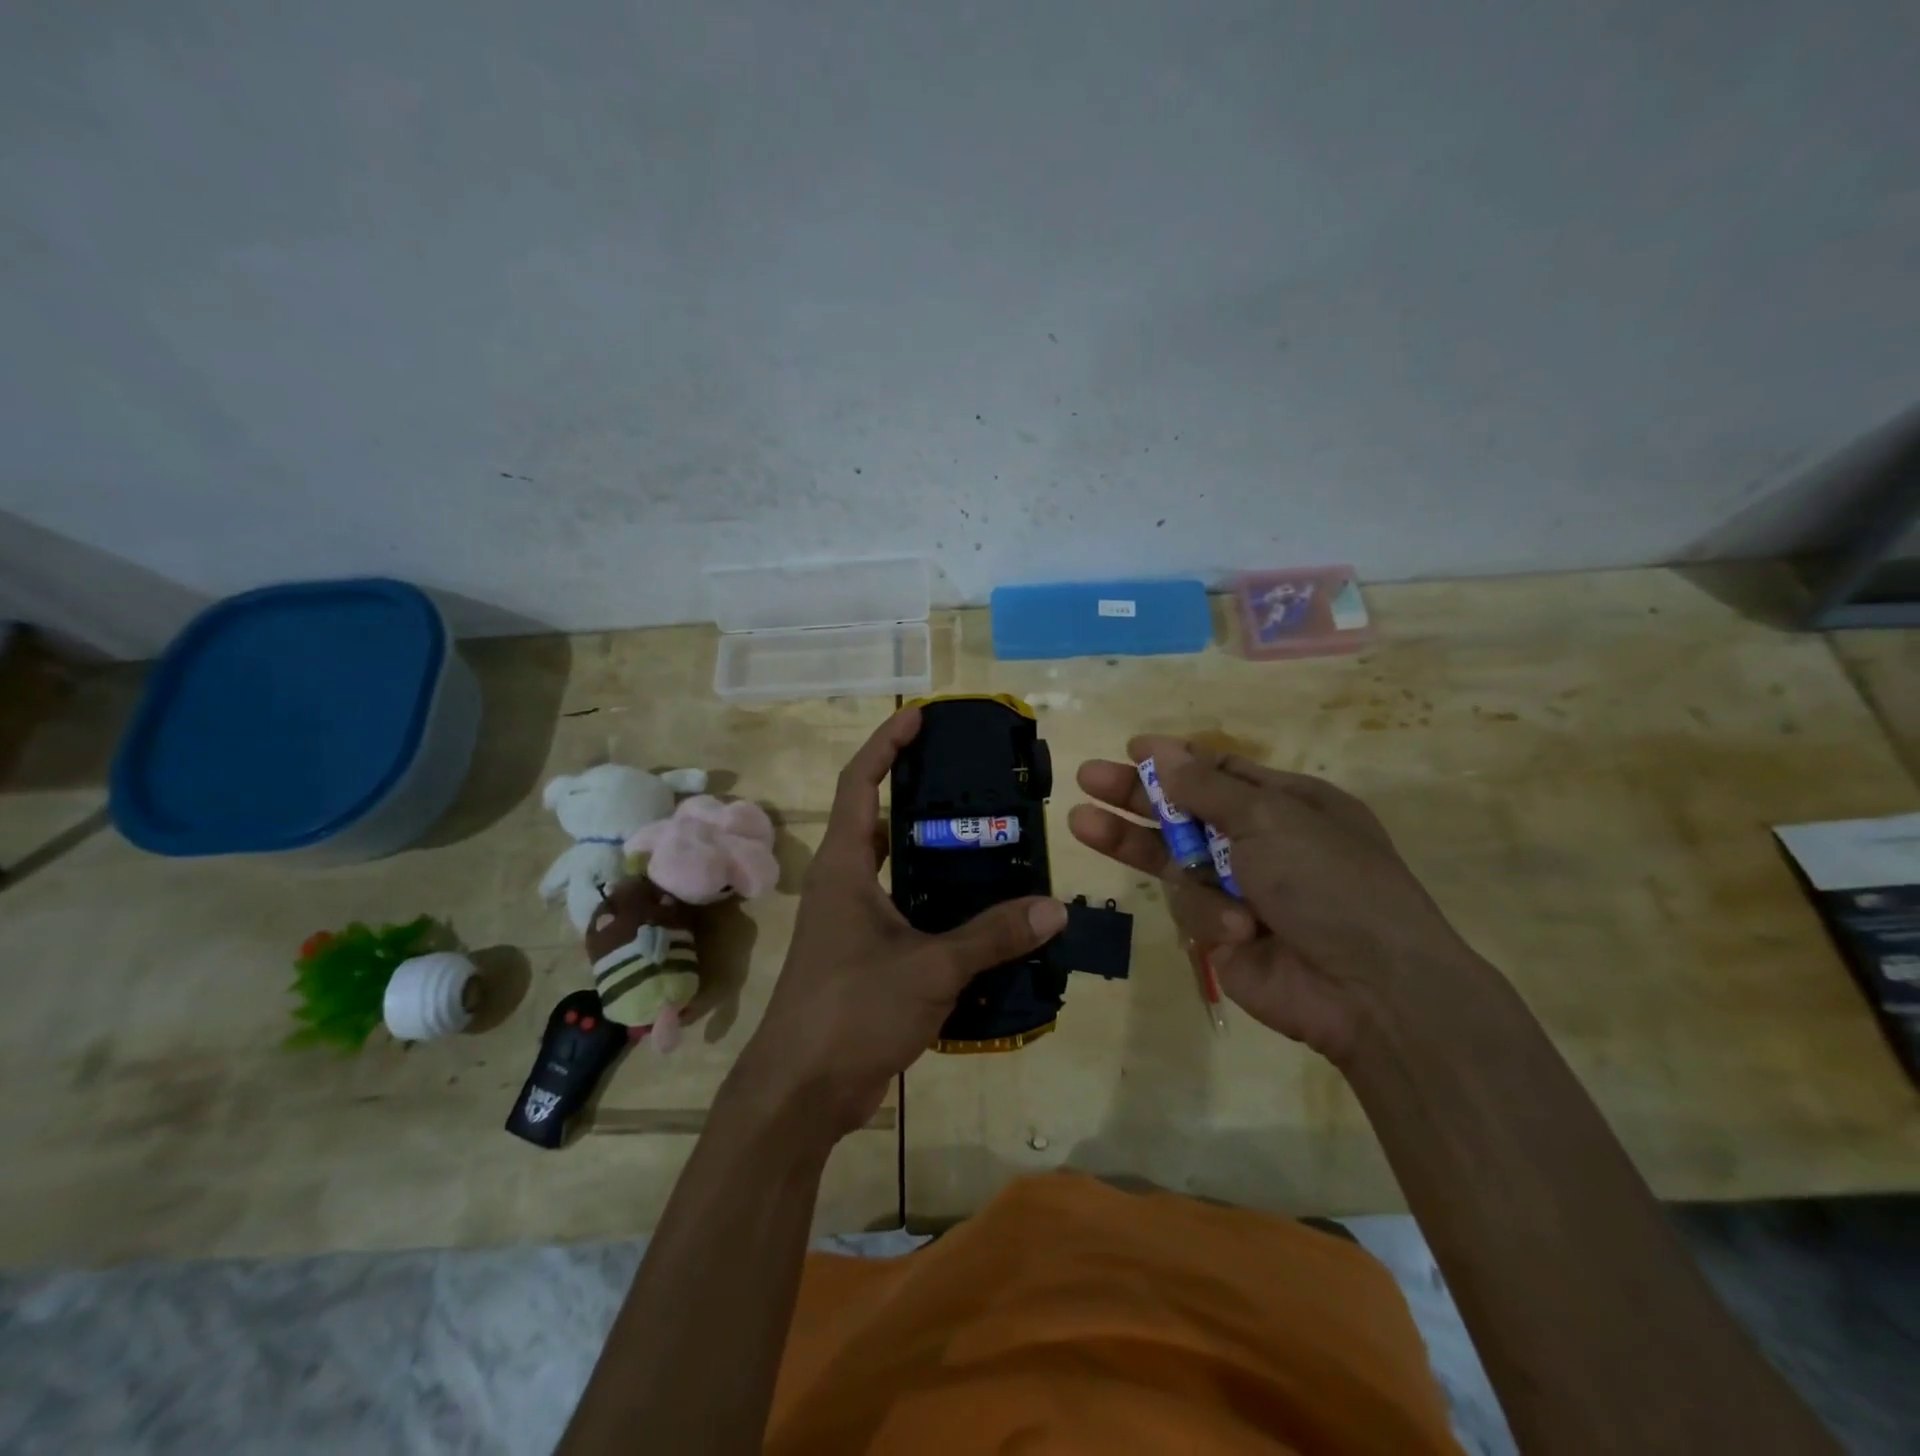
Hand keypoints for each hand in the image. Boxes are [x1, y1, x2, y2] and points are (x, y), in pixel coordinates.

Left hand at [736, 707, 1068, 1142]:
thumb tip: (1054, 909)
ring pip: (899, 872)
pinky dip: (941, 908)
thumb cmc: (852, 1010)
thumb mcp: (930, 968)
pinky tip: (983, 916)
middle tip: (975, 784)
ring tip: (991, 844)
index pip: (859, 783)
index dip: (885, 744)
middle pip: (880, 820)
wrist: (801, 1092)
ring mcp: (852, 923)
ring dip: (936, 857)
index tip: (919, 719)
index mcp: (845, 866)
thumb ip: (992, 936)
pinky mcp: (865, 958)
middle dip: (919, 796)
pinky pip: (908, 915)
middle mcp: (845, 884)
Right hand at [1069, 737, 1485, 1065]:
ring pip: (1174, 860)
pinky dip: (1210, 916)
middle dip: (1134, 796)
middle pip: (1184, 813)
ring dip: (1134, 843)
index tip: (1131, 751)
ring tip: (1083, 823)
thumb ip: (1205, 788)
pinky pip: (1192, 909)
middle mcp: (1262, 843)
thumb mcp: (1270, 818)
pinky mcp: (1224, 935)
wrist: (1372, 991)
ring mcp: (1241, 891)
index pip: (1220, 774)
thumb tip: (1159, 748)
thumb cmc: (1330, 883)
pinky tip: (1239, 931)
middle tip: (1087, 778)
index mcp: (1287, 804)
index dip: (1175, 762)